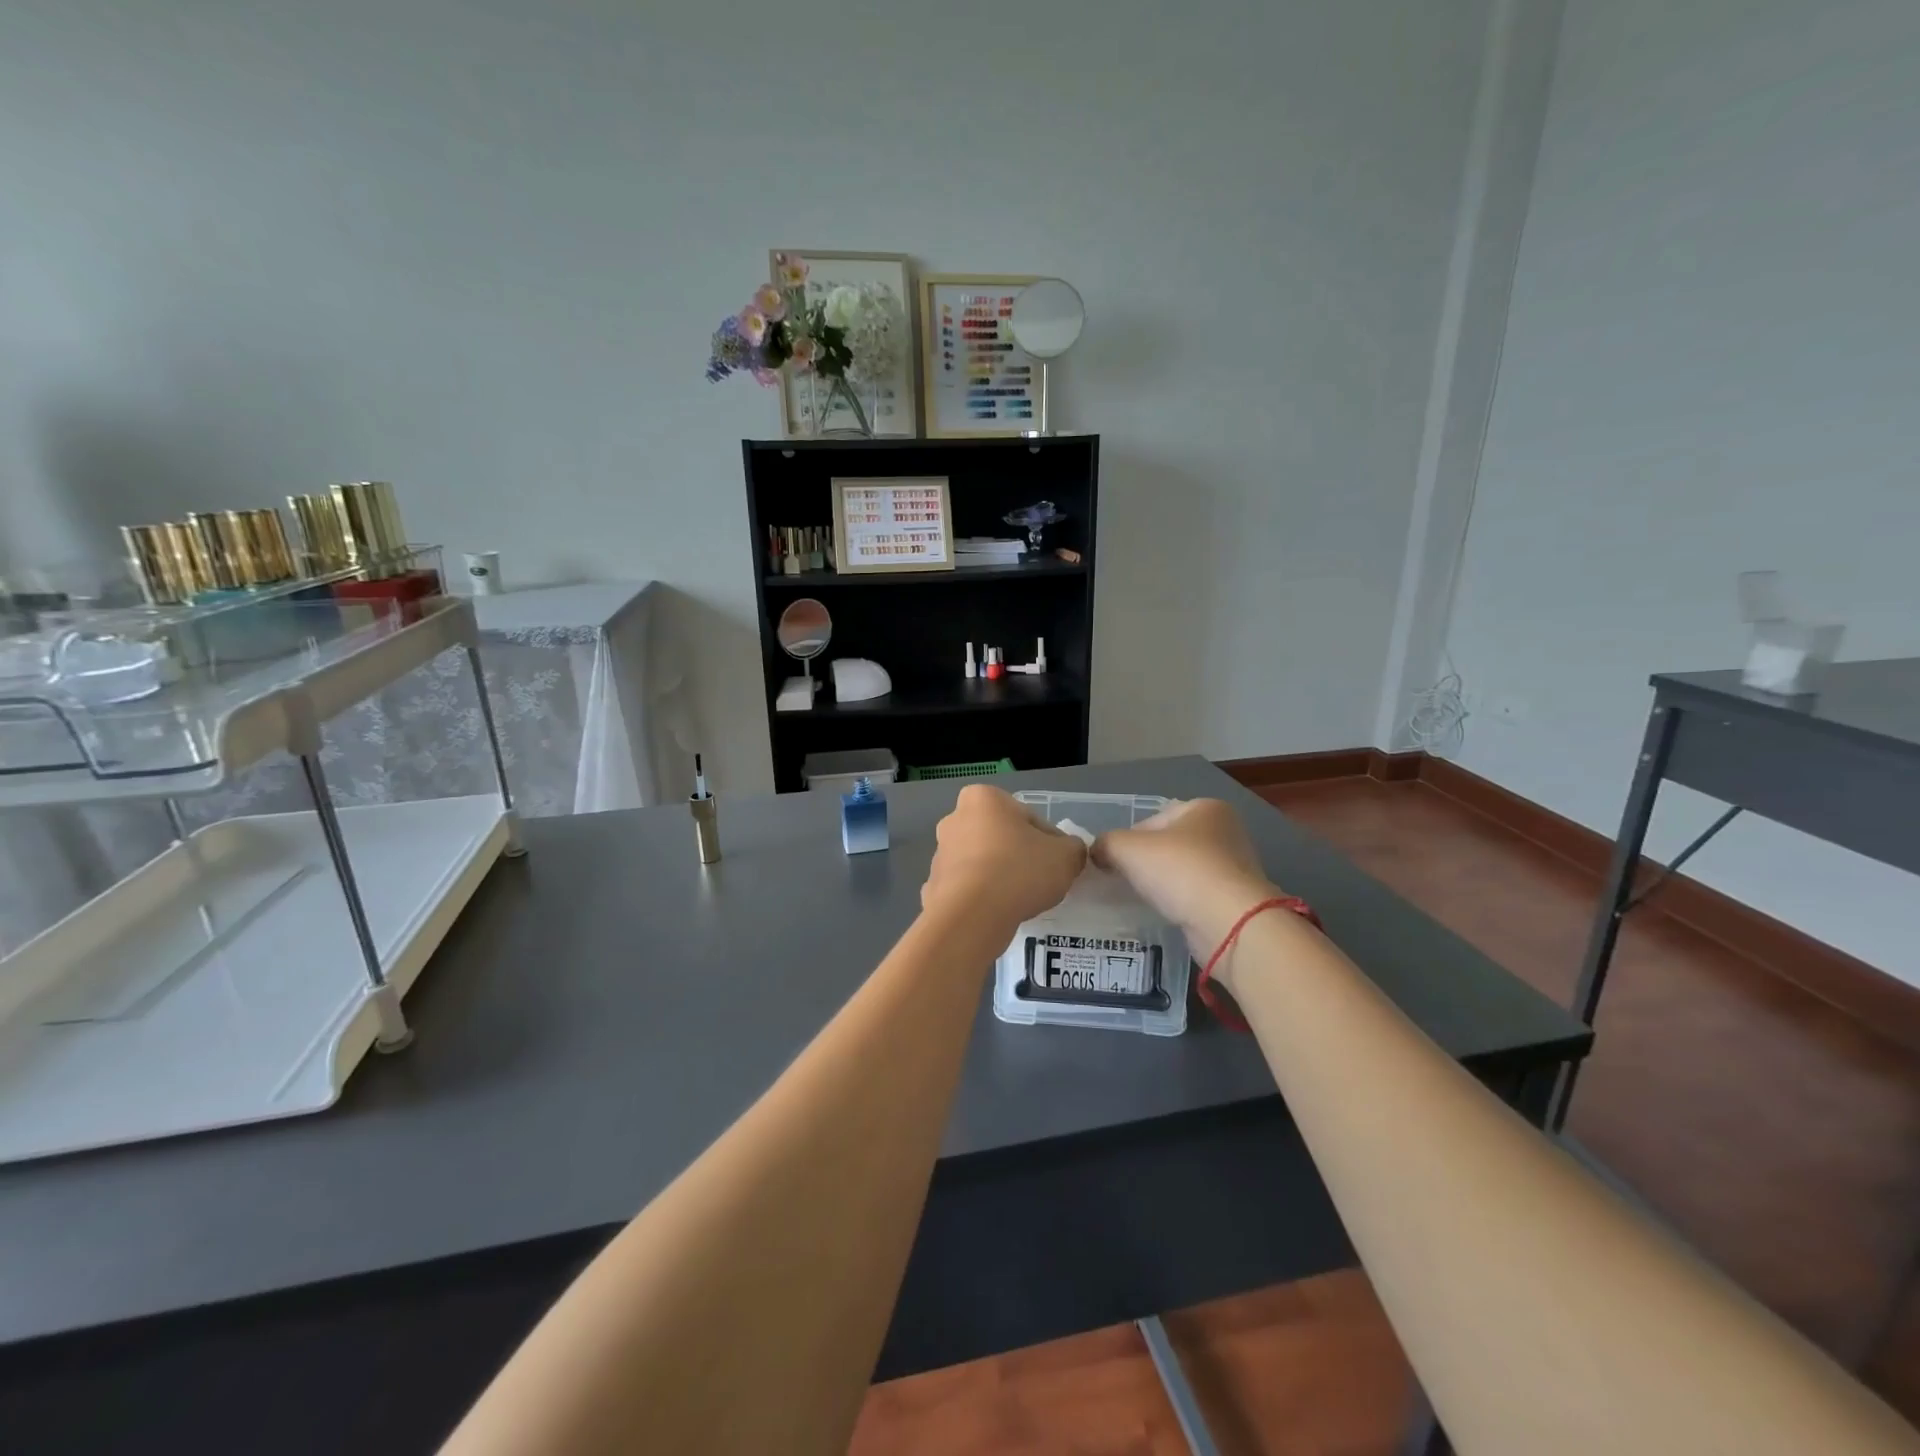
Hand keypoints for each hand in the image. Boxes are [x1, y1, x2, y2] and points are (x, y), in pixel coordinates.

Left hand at [922, 785, 1086, 943]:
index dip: (1050, 841)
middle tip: (1041, 881)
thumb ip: (1073, 848)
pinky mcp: (933, 885)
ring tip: (1020, 901)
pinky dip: (982, 898)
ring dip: (1000, 877)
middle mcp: (955, 818)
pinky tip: (997, 913)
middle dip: (1020, 856)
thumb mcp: (1066, 856)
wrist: (971, 916)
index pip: (1029, 818)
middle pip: (1002, 837)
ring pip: (983, 863)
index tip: (1058, 864)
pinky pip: (967, 889)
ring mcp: (940, 853)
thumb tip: (1067, 852)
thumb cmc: (1019, 871)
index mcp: (984, 798)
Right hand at [1090, 799, 1278, 958]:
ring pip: (1183, 871)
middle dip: (1147, 863)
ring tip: (1146, 900)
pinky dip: (1181, 903)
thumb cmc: (1179, 871)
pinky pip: (1197, 895)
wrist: (1229, 922)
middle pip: (1169, 845)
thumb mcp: (1126, 848)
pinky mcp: (1237, 899)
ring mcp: (1235, 867)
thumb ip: (1105, 843)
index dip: (1127, 841)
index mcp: (1205, 808)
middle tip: (1125, 882)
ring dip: (1164, 884)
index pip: (1152, 820)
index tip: (1114, 864)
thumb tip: (1098, 853)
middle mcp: (1225, 831)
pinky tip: (1169, 914)